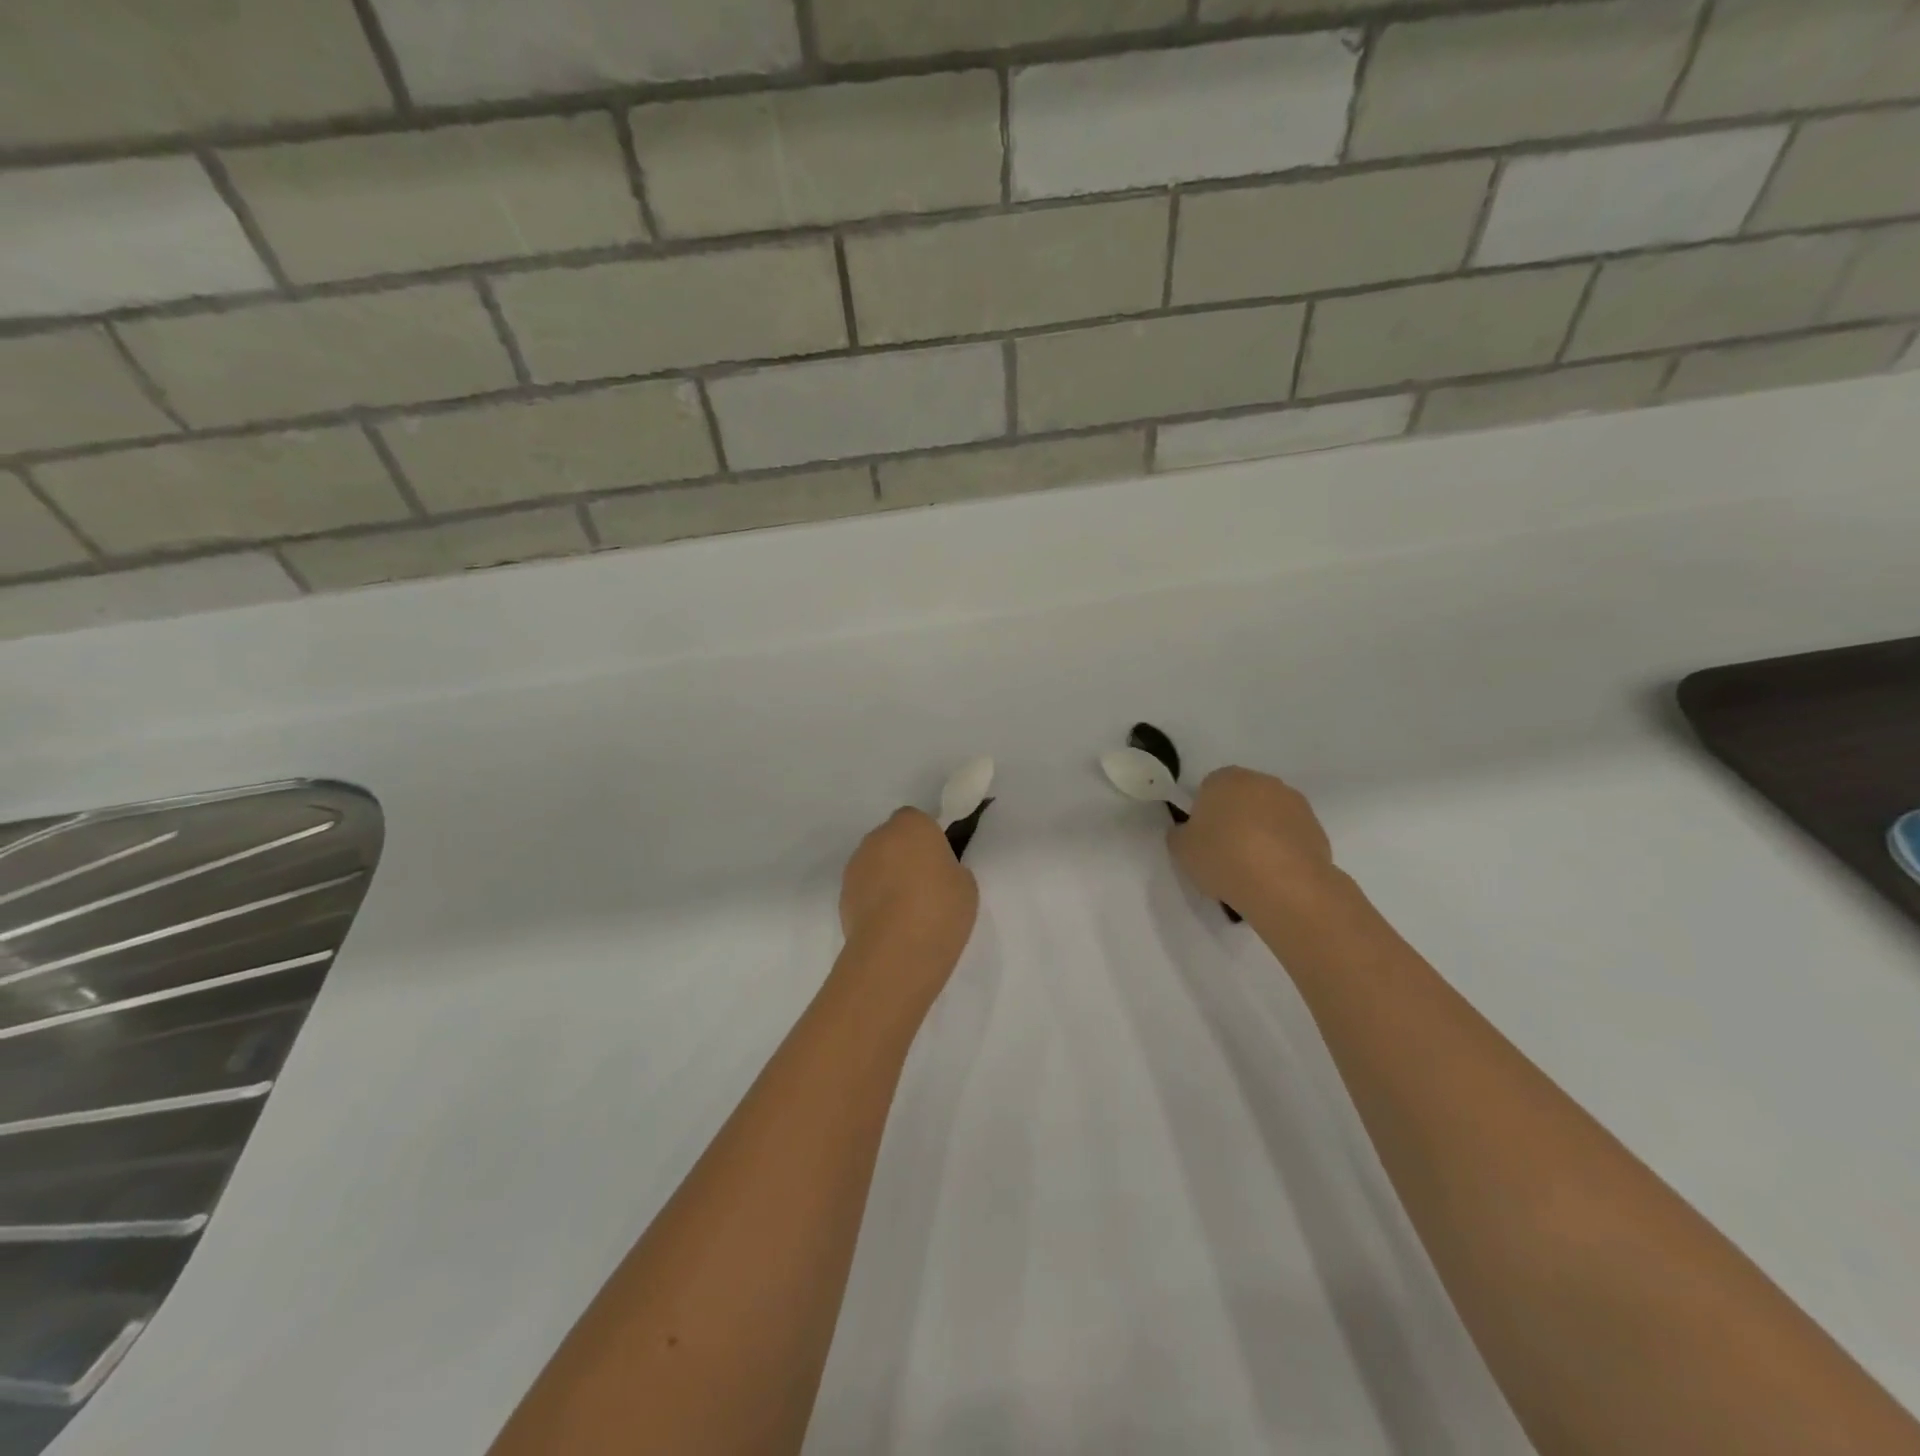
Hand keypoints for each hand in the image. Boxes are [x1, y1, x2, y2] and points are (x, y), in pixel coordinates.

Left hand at [838, 809, 978, 991]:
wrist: (896, 951)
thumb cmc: (940, 908)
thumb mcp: (964, 883)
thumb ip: (948, 868)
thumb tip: (935, 873)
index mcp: (911, 825)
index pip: (917, 820)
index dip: (927, 839)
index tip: (939, 863)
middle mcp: (877, 837)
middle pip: (892, 840)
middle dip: (904, 856)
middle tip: (924, 886)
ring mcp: (855, 866)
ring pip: (874, 864)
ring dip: (886, 878)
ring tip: (905, 912)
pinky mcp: (842, 895)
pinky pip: (863, 890)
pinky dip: (873, 901)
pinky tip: (889, 926)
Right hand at [1167, 767, 1341, 915]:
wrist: (1284, 886)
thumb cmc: (1224, 858)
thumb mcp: (1181, 849)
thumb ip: (1180, 834)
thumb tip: (1188, 831)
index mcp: (1226, 778)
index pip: (1208, 788)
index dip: (1203, 813)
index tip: (1202, 839)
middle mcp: (1263, 782)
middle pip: (1241, 798)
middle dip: (1234, 819)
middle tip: (1225, 852)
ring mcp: (1294, 803)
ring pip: (1268, 815)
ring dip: (1260, 833)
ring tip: (1252, 869)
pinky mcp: (1317, 828)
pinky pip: (1290, 836)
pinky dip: (1282, 849)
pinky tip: (1274, 874)